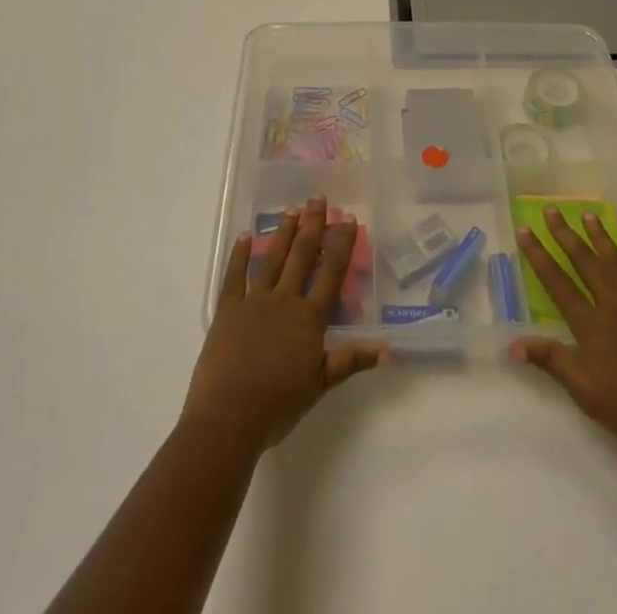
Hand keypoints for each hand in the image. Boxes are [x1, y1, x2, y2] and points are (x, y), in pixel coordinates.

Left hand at [183, 195, 389, 452]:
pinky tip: (244, 236)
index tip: (348, 219)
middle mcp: (284, 301)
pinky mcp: (227, 310)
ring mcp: (254, 302)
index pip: (330, 273)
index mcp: (309, 318)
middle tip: (318, 197)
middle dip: (312, 225)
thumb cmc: (278, 405)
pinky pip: (234, 276)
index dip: (340, 245)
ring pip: (272, 259)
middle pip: (301, 255)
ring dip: (282, 232)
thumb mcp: (320, 385)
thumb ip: (351, 361)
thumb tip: (389, 350)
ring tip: (291, 209)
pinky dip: (239, 255)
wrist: (228, 418)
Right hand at [510, 205, 616, 466]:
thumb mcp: (586, 395)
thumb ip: (552, 362)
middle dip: (566, 236)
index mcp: (592, 325)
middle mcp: (615, 305)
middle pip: (586, 263)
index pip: (557, 283)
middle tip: (552, 210)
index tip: (525, 230)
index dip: (539, 256)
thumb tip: (514, 343)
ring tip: (588, 215)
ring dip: (601, 238)